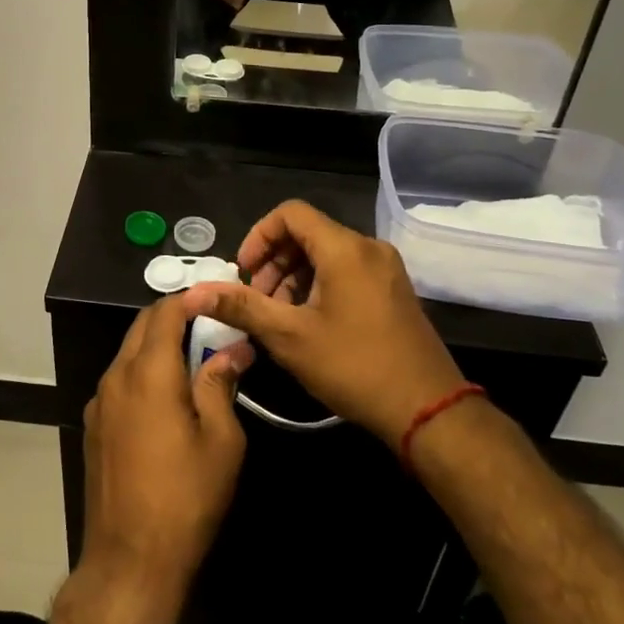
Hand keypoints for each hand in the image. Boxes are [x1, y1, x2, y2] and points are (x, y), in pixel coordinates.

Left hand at [81, 296, 254, 602]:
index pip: (165, 312)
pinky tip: (167, 396)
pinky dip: (144, 371)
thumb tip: (233, 349)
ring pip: (129, 352)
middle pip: (142, 326)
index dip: (191, 299)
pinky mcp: (93, 425)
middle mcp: (116, 376)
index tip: (218, 299)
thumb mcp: (221, 440)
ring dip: (158, 345)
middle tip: (210, 326)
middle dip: (174, 317)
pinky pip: (120, 380)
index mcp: (148, 372)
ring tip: (194, 359)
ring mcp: (99, 401)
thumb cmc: (185, 498)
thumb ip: (221, 384)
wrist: (129, 560)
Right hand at [180, 200, 463, 446]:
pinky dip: (319, 285)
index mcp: (345, 248)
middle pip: (308, 233)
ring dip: (294, 276)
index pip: (290, 213)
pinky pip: (346, 270)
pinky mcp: (393, 290)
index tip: (244, 273)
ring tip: (279, 317)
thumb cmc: (354, 367)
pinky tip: (308, 322)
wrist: (428, 410)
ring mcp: (385, 269)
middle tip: (257, 301)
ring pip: (326, 253)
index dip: (259, 236)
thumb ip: (242, 307)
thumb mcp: (289, 337)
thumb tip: (195, 293)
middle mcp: (368, 248)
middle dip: (274, 261)